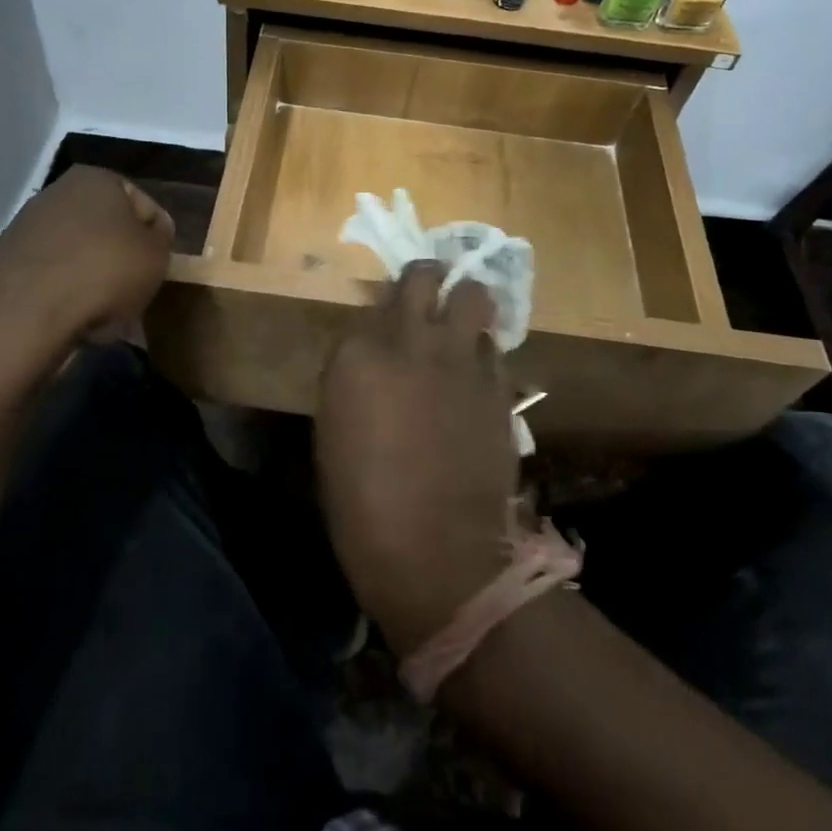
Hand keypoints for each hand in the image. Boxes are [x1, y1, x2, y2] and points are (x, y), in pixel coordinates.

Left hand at [0, 167, 174, 340]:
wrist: (26, 311)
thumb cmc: (105, 270)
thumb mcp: (158, 255)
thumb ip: (163, 239)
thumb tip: (152, 236)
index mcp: (97, 178)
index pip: (145, 206)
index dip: (160, 240)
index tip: (162, 270)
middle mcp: (58, 193)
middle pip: (109, 231)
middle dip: (125, 262)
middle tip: (139, 293)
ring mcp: (28, 227)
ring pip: (81, 256)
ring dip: (98, 282)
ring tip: (111, 317)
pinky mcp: (7, 263)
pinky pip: (54, 278)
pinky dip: (69, 295)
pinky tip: (80, 322)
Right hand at [316, 263, 517, 654]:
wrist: (438, 555)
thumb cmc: (364, 507)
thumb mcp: (333, 435)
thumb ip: (352, 381)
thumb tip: (371, 364)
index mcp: (357, 356)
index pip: (369, 307)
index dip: (377, 320)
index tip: (379, 340)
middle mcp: (410, 342)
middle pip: (424, 276)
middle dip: (425, 280)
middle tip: (425, 299)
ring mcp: (459, 359)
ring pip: (473, 294)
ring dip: (464, 302)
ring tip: (458, 323)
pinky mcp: (498, 384)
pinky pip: (492, 346)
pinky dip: (483, 351)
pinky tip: (475, 374)